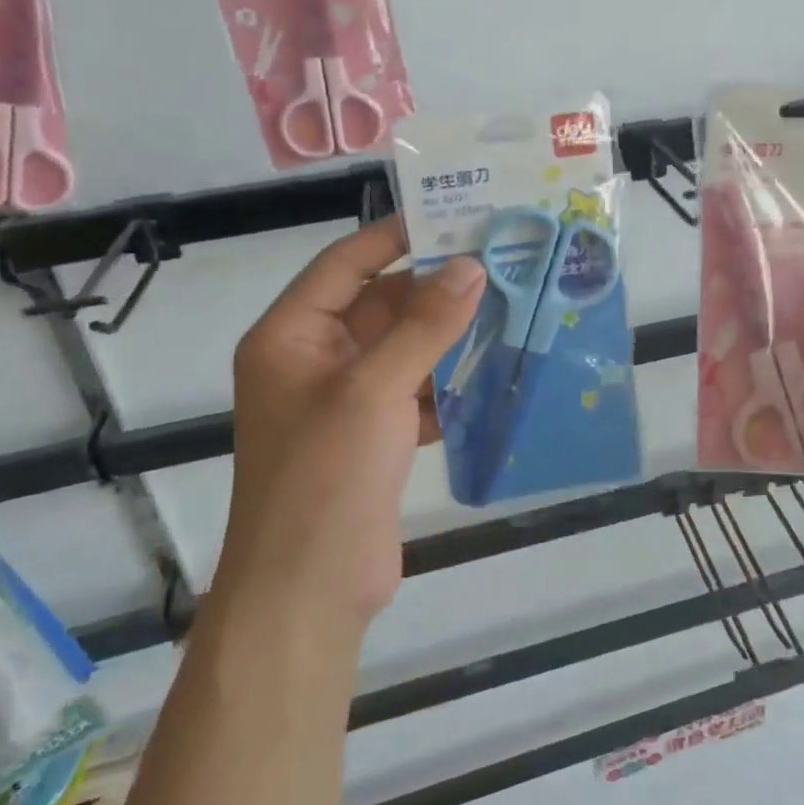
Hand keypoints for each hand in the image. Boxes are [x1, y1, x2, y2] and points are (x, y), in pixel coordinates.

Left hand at [223, 218, 484, 629]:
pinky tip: (497, 368)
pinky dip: (452, 381)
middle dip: (437, 288)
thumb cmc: (325, 475)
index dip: (395, 236)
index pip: (346, 264)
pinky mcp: (375, 437)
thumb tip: (471, 266)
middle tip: (500, 261)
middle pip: (381, 305)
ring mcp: (347, 401)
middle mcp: (315, 360)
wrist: (310, 591)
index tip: (452, 214)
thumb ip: (425, 325)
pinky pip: (418, 390)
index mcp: (292, 336)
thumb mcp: (374, 388)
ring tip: (511, 304)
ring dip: (451, 334)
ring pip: (406, 348)